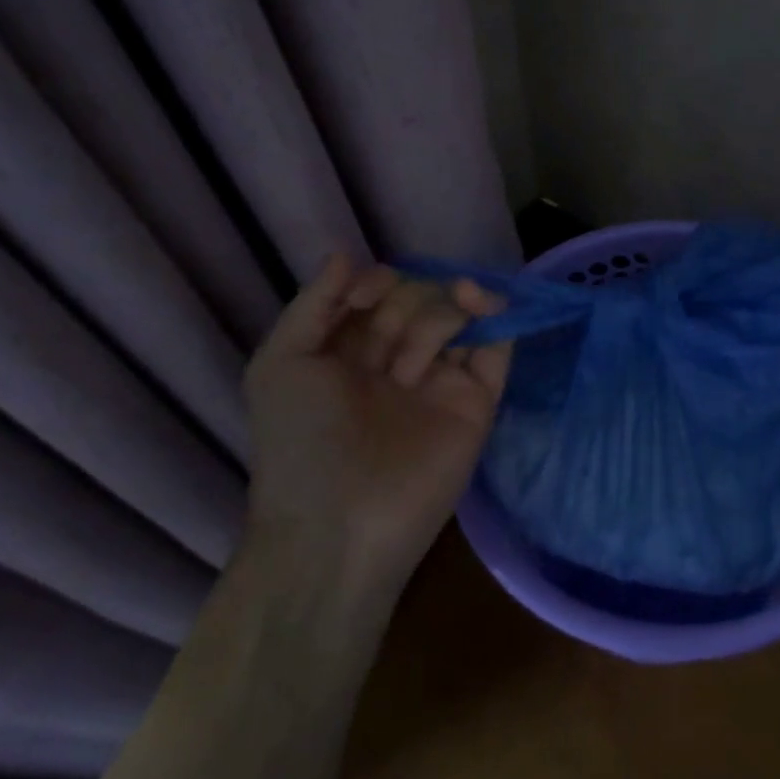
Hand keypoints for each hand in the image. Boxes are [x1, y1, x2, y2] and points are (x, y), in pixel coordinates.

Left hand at [243, 255, 510, 605]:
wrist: (342, 525)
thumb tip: (345, 253)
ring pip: (457, 318)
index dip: (376, 284)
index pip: (376, 297)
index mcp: (350, 355)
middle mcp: (397, 364)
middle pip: (419, 302)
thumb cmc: (302, 442)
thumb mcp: (281, 365)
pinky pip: (495, 352)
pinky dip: (498, 320)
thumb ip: (313, 304)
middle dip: (408, 303)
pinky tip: (485, 302)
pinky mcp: (477, 403)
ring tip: (443, 322)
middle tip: (393, 341)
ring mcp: (440, 383)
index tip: (366, 297)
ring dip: (449, 306)